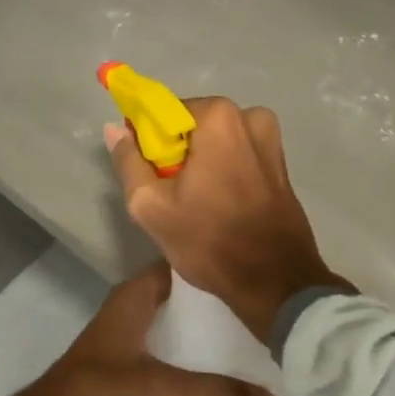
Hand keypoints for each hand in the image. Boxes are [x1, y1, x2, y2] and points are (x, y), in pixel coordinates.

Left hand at [0, 263, 275, 395]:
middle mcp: (132, 311)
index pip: (178, 264)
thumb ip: (213, 393)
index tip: (255, 270)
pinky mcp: (131, 371)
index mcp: (133, 297)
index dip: (212, 263)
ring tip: (256, 338)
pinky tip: (226, 373)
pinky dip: (196, 359)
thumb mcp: (158, 390)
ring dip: (208, 332)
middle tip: (267, 308)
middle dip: (219, 301)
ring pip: (177, 325)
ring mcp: (131, 341)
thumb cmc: (97, 393)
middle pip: (182, 296)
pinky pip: (172, 355)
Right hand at [106, 98, 346, 340]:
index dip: (148, 141)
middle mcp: (249, 116)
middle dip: (175, 151)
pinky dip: (222, 170)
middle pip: (191, 125)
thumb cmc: (209, 241)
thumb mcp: (150, 205)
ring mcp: (270, 139)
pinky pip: (237, 154)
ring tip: (193, 201)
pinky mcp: (280, 162)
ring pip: (214, 140)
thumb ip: (128, 161)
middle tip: (168, 191)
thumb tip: (114, 129)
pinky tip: (217, 203)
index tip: (146, 171)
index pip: (163, 112)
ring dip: (199, 161)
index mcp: (217, 117)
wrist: (275, 282)